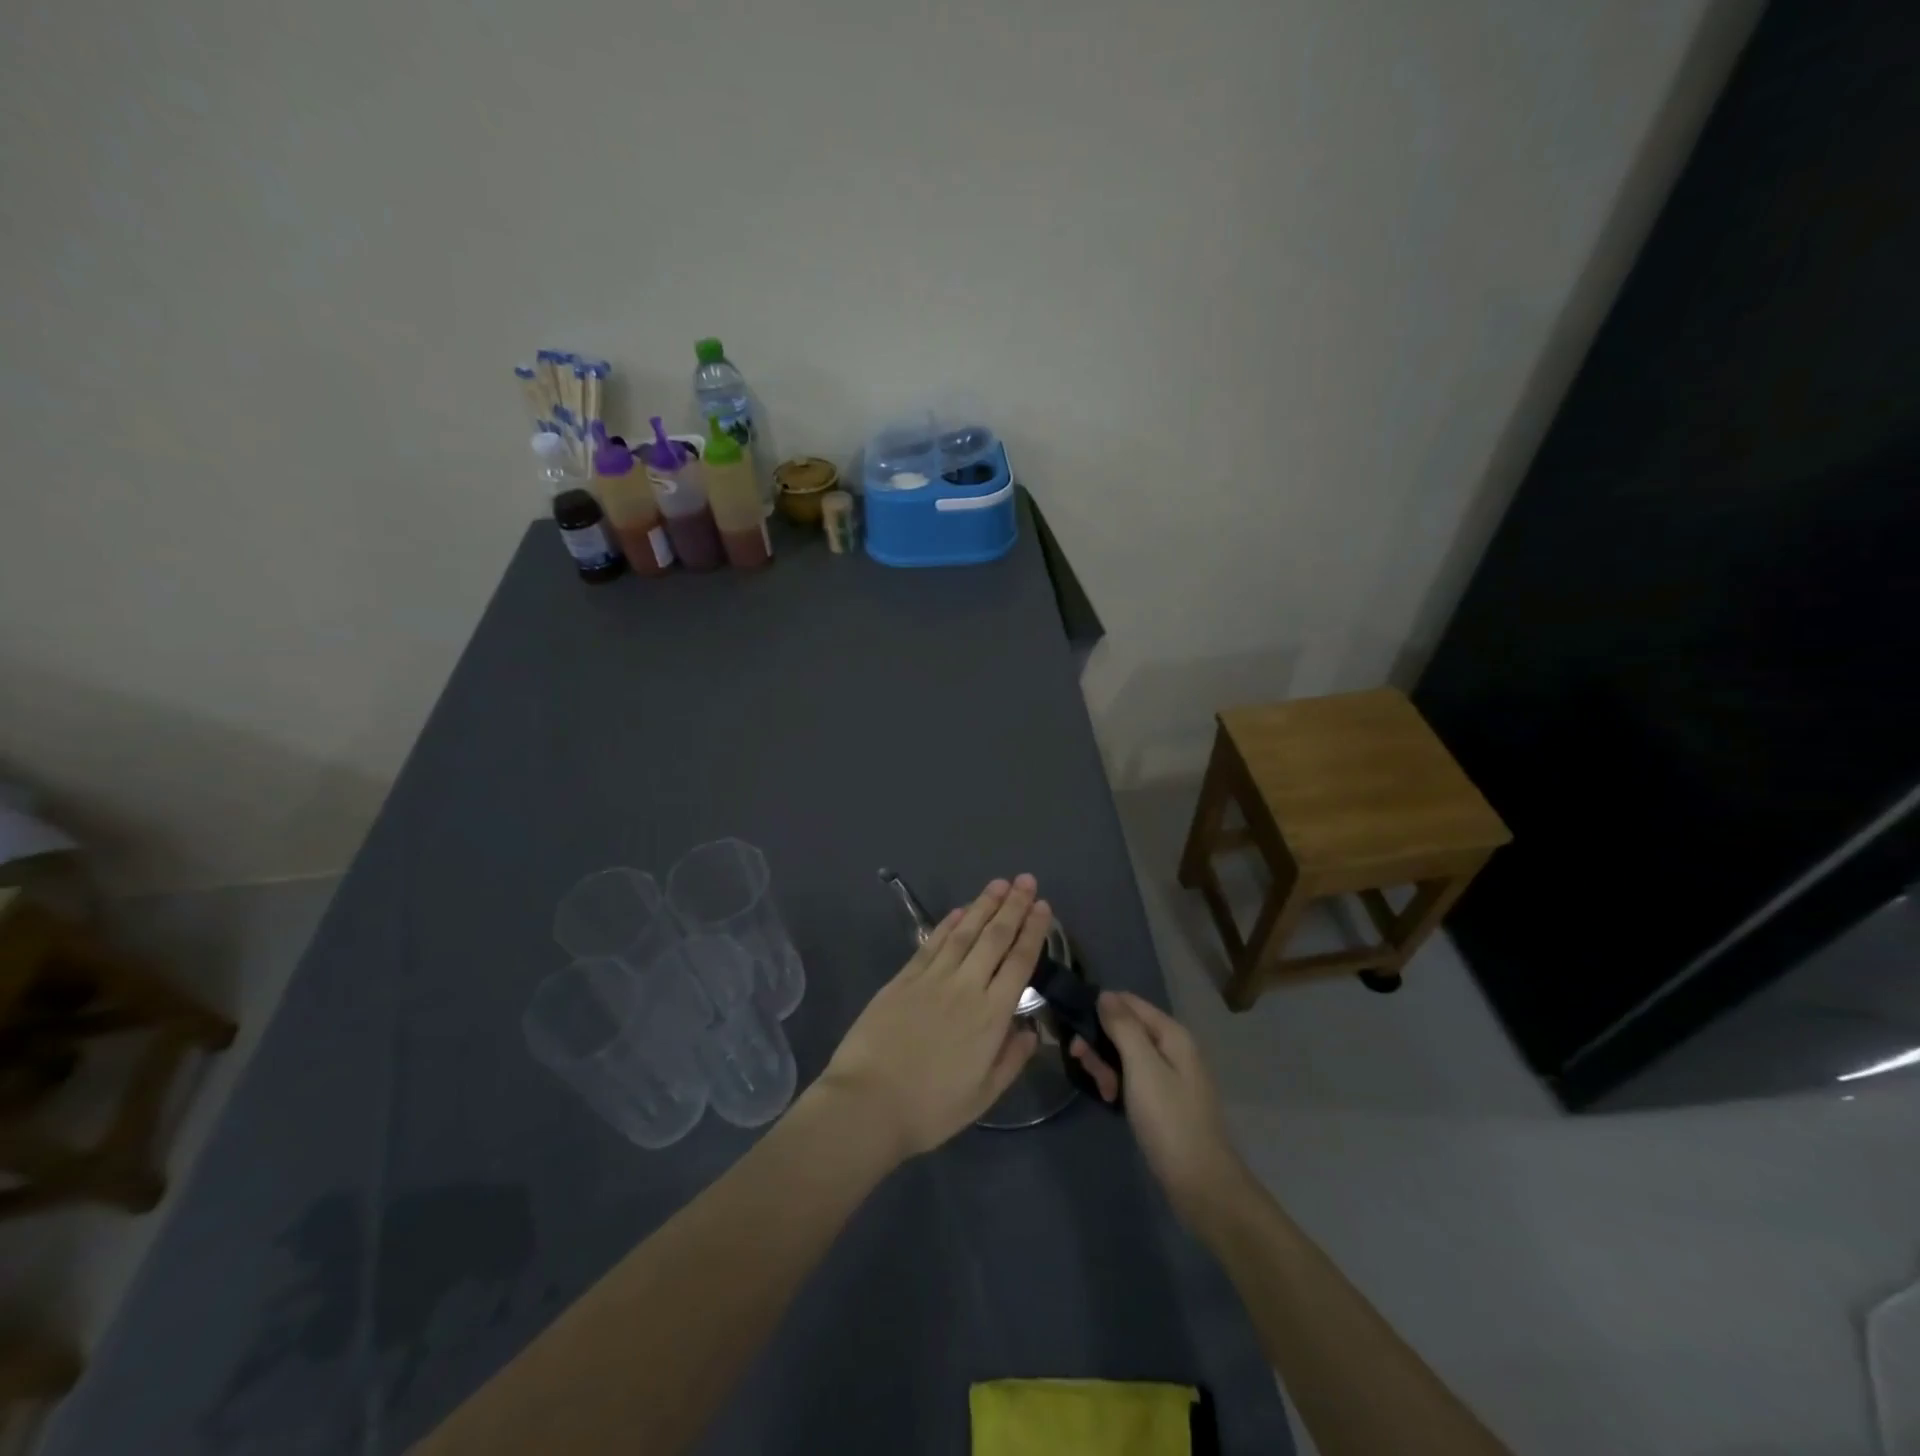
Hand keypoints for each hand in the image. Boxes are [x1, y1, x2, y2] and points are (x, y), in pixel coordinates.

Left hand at [818, 876, 1049, 1163]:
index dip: (1033, 931)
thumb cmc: (930, 1108)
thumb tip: (1030, 1029)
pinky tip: (959, 911)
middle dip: (1013, 906)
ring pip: (964, 932)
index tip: (1043, 907)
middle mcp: (965, 987)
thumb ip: (1010, 1060)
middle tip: (1026, 880)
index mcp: (991, 1016)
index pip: (1019, 962)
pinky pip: (932, 944)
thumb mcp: (982, 1096)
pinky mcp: (903, 979)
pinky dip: (947, 924)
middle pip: (994, 938)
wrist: (868, 1103)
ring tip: (998, 884)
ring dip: (983, 905)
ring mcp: (932, 978)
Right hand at [1070, 992, 1249, 1223]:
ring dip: (1106, 1065)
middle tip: (1080, 1060)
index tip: (1073, 1026)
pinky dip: (1118, 1084)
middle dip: (1100, 1041)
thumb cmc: (1168, 1119)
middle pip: (1126, 1028)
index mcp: (1172, 1034)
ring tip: (1101, 1089)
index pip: (1129, 1002)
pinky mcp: (1163, 1100)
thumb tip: (1105, 995)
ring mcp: (1169, 1076)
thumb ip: (1123, 1027)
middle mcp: (1172, 1048)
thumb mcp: (1142, 1067)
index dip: (1100, 1008)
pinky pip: (1133, 1078)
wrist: (1200, 1183)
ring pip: (1126, 1055)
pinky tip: (1109, 1100)